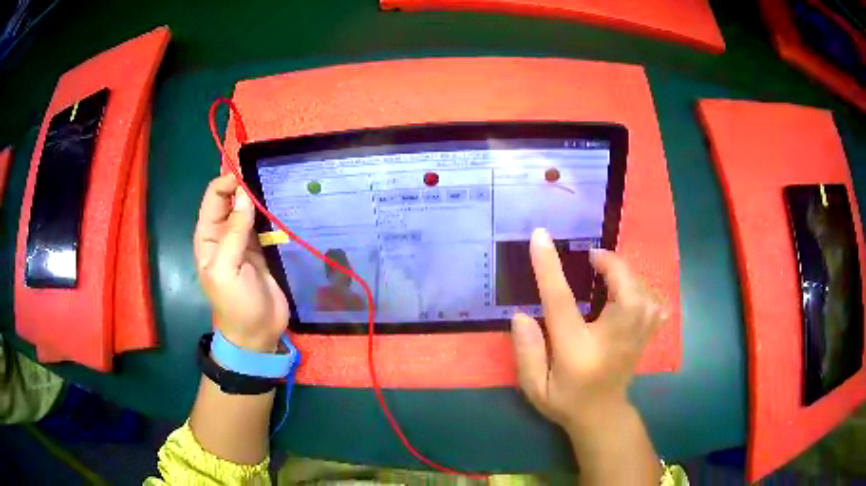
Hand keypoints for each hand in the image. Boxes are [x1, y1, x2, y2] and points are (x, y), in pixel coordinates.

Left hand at [193, 174, 288, 351]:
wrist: (258, 333)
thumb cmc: (236, 304)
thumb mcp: (227, 270)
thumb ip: (234, 232)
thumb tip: (244, 193)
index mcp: (208, 236)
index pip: (214, 197)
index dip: (228, 183)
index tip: (250, 178)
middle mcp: (224, 234)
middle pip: (233, 199)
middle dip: (247, 187)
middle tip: (270, 181)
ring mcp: (245, 240)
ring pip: (251, 209)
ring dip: (263, 198)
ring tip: (281, 188)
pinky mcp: (263, 248)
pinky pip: (267, 224)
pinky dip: (274, 214)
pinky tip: (286, 207)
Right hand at [510, 228, 666, 433]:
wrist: (602, 415)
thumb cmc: (566, 400)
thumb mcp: (535, 387)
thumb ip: (527, 352)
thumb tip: (520, 315)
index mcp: (577, 349)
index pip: (562, 301)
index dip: (550, 267)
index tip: (540, 237)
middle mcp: (614, 338)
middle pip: (622, 287)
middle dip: (609, 263)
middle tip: (590, 258)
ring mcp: (637, 336)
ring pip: (643, 289)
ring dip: (625, 273)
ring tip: (607, 271)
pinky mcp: (647, 334)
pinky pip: (656, 302)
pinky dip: (645, 288)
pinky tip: (633, 291)